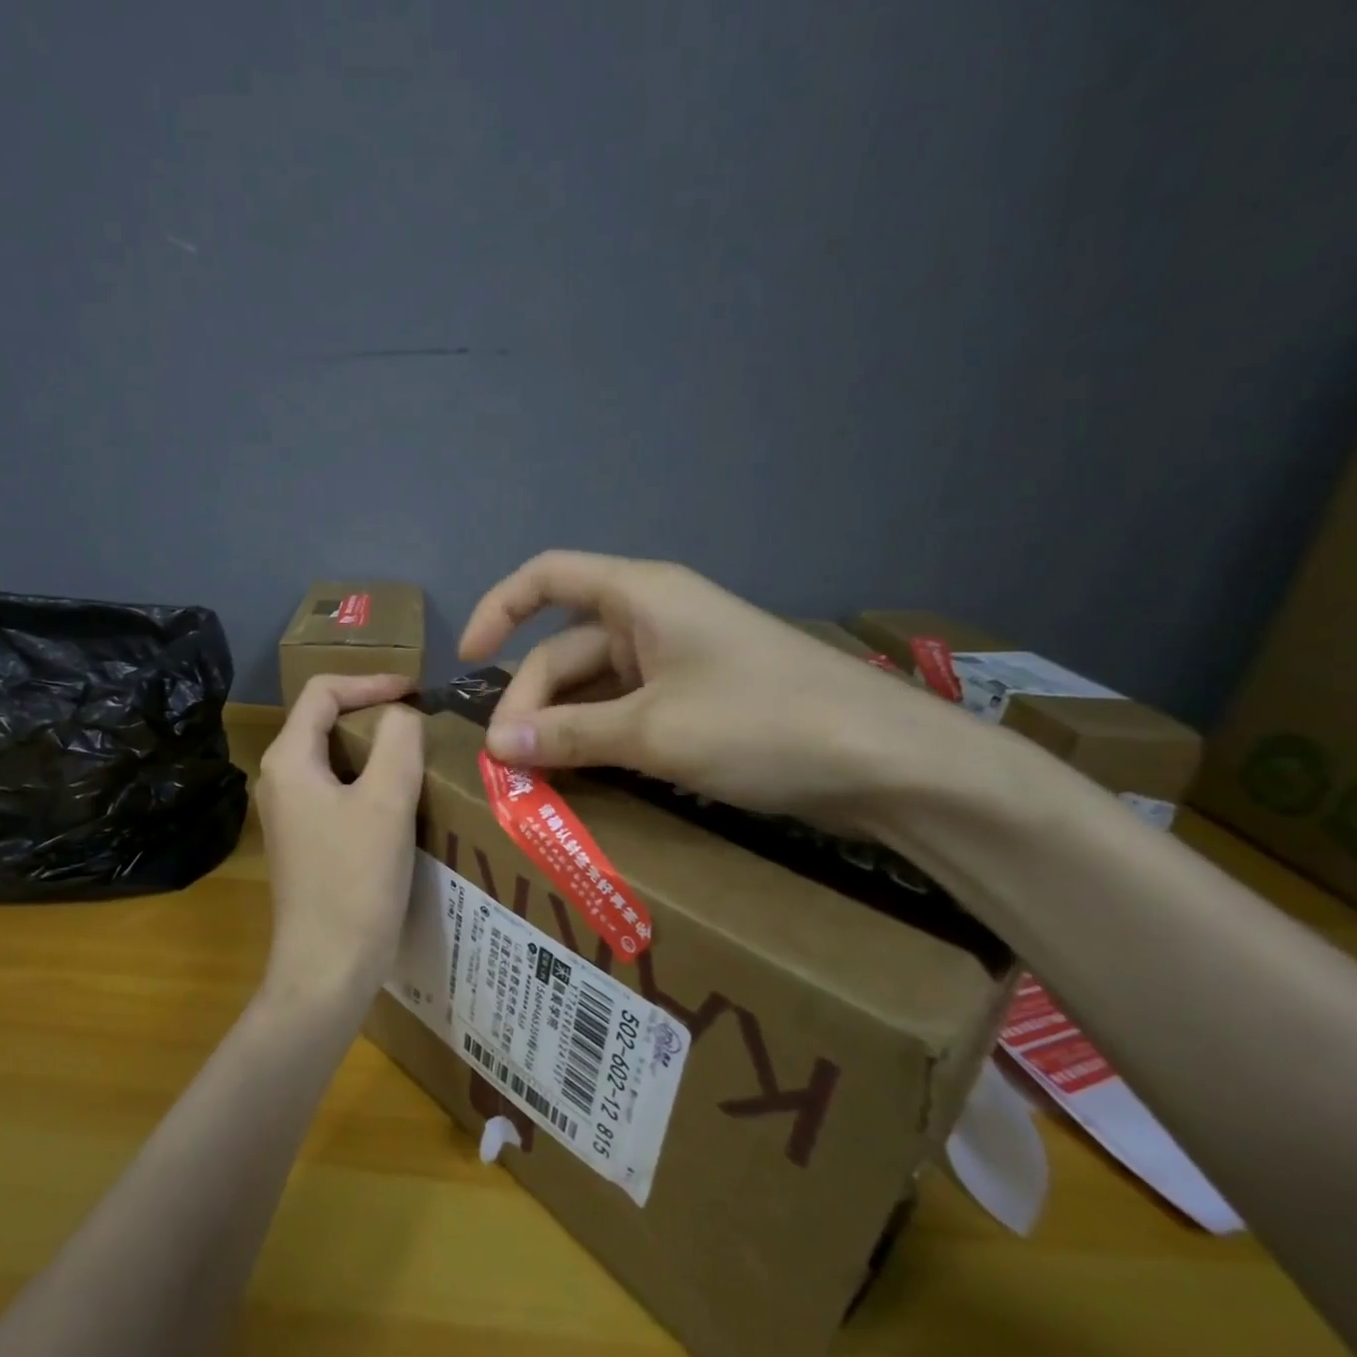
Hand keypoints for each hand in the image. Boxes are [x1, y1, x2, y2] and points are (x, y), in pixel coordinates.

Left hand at [253, 674, 425, 1014]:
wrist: (327, 969)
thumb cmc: (355, 880)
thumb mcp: (386, 800)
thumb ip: (399, 740)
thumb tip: (401, 716)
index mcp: (289, 759)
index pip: (323, 691)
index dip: (372, 681)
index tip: (417, 691)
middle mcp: (280, 779)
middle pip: (326, 721)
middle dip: (374, 713)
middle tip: (423, 721)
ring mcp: (290, 814)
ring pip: (335, 759)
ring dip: (376, 750)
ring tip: (421, 755)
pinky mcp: (306, 842)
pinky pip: (338, 792)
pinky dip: (370, 782)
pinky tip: (404, 800)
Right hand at [458, 550, 970, 816]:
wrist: (889, 762)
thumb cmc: (763, 723)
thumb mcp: (653, 731)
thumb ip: (569, 735)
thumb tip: (495, 744)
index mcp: (640, 596)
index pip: (546, 577)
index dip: (498, 609)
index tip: (467, 663)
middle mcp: (653, 619)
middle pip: (564, 649)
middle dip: (531, 702)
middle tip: (510, 765)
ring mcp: (677, 661)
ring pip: (594, 687)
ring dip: (562, 727)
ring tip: (537, 779)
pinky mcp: (697, 701)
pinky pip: (626, 711)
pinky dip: (599, 740)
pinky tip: (584, 776)